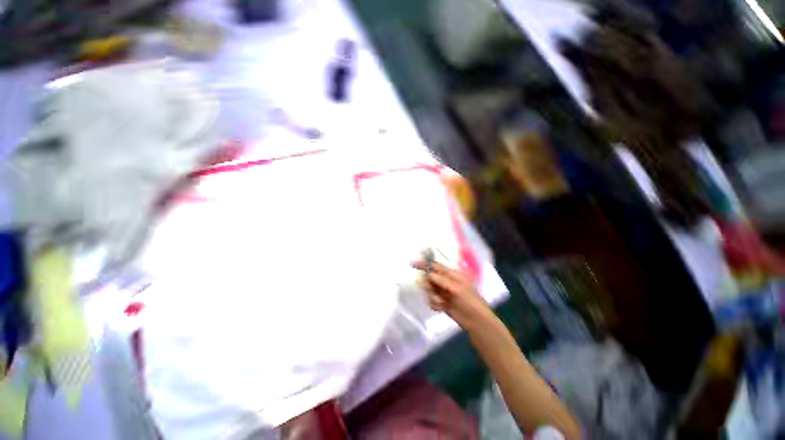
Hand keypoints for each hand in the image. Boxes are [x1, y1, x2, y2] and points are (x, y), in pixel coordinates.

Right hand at [411, 260, 487, 322]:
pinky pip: (431, 300)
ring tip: (441, 302)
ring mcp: (443, 292)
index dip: (424, 264)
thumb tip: (428, 274)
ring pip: (429, 290)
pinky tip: (442, 308)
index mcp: (452, 274)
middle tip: (430, 289)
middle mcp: (446, 282)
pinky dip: (435, 304)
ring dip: (432, 296)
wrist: (476, 321)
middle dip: (428, 284)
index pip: (435, 266)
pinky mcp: (441, 302)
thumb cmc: (469, 301)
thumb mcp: (457, 288)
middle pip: (429, 278)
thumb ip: (441, 280)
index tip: (412, 264)